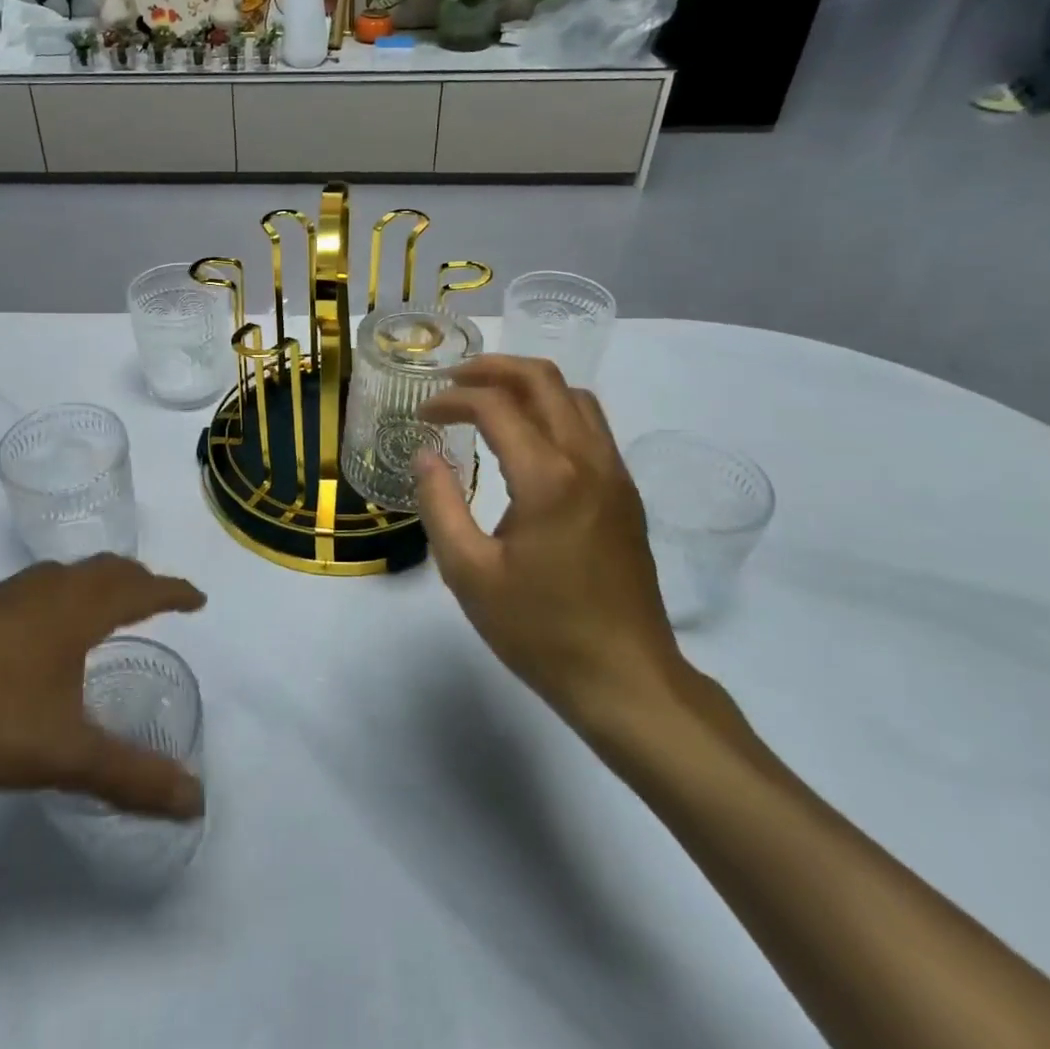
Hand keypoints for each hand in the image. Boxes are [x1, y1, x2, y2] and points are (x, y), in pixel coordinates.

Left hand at [0, 556, 206, 818]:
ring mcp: (3, 596)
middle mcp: (47, 590)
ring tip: (103, 610)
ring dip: (96, 585)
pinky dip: (58, 599)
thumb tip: (195, 801)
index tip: (198, 599)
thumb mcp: (66, 753)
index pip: (142, 589)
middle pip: (106, 570)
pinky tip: (36, 634)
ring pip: (65, 577)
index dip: (174, 593)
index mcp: (79, 608)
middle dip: (138, 582)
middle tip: (157, 600)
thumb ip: (132, 776)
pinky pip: (33, 592)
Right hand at [416, 356, 688, 742]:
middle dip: (493, 369)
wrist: (627, 679)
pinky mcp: (625, 493)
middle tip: (453, 379)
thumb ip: (439, 504)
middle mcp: (588, 460)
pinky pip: (590, 426)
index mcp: (549, 477)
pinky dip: (553, 410)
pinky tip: (526, 439)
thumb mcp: (469, 573)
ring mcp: (615, 474)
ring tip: (487, 400)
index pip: (495, 406)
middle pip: (544, 380)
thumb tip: (425, 454)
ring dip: (528, 385)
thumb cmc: (540, 630)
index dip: (452, 399)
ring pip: (575, 397)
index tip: (422, 414)